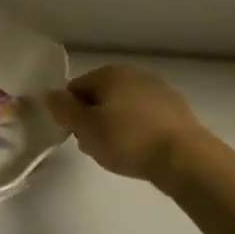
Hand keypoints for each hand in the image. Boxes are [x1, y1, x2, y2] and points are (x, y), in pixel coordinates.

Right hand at [44, 65, 206, 182]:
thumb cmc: (128, 140)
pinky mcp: (179, 113)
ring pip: (125, 109)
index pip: (76, 88)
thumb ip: (62, 109)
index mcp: (110, 74)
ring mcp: (160, 92)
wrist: (186, 160)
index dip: (69, 112)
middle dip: (93, 120)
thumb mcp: (85, 127)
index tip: (73, 135)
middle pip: (101, 97)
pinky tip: (140, 153)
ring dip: (116, 127)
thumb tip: (47, 93)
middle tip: (93, 146)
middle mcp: (135, 75)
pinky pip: (147, 120)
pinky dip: (138, 132)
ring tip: (117, 154)